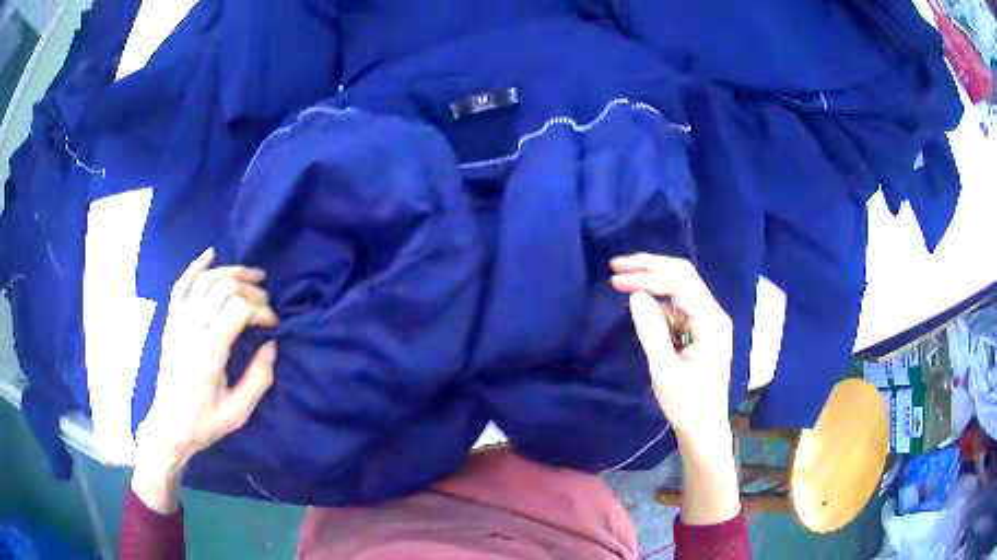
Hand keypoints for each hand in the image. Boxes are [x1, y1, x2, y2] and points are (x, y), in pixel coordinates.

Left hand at [132, 248, 277, 512]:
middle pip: (223, 289)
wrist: (169, 426)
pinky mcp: (171, 323)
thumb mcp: (238, 411)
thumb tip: (272, 345)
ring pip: (204, 282)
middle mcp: (191, 331)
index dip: (260, 309)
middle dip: (250, 289)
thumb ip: (258, 378)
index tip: (273, 324)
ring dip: (229, 272)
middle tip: (266, 301)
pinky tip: (210, 255)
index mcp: (208, 353)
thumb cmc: (205, 422)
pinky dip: (195, 267)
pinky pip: (181, 287)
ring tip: (250, 274)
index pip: (237, 309)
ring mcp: (177, 324)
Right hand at [610, 253, 732, 439]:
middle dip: (650, 267)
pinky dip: (656, 297)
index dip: (648, 276)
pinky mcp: (698, 329)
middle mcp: (712, 313)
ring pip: (679, 286)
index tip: (616, 279)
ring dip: (652, 278)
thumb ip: (651, 331)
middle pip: (682, 275)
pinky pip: (677, 304)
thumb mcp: (665, 371)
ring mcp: (706, 320)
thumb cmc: (687, 404)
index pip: (680, 282)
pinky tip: (639, 297)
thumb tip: (635, 295)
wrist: (703, 428)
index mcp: (711, 321)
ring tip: (622, 276)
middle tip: (617, 264)